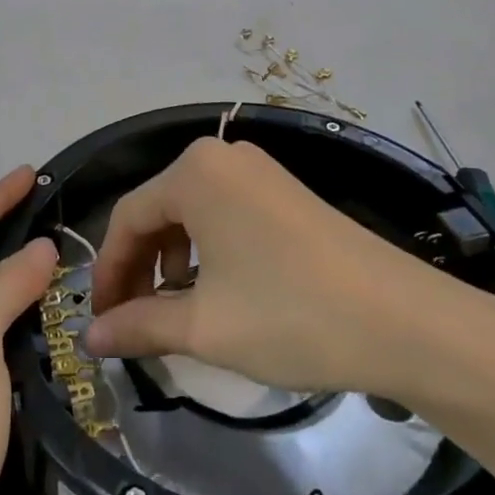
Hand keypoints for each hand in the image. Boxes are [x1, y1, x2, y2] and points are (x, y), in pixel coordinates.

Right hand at [86, 137, 493, 402]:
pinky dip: (207, 251)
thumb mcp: (205, 326)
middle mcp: (221, 156)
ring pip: (191, 213)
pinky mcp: (285, 190)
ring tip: (173, 312)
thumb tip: (89, 338)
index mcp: (193, 172)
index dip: (107, 272)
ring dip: (172, 261)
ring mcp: (258, 170)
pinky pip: (224, 213)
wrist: (405, 320)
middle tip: (131, 322)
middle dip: (139, 268)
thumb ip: (138, 325)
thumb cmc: (290, 315)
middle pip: (158, 211)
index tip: (100, 322)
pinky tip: (215, 291)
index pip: (127, 217)